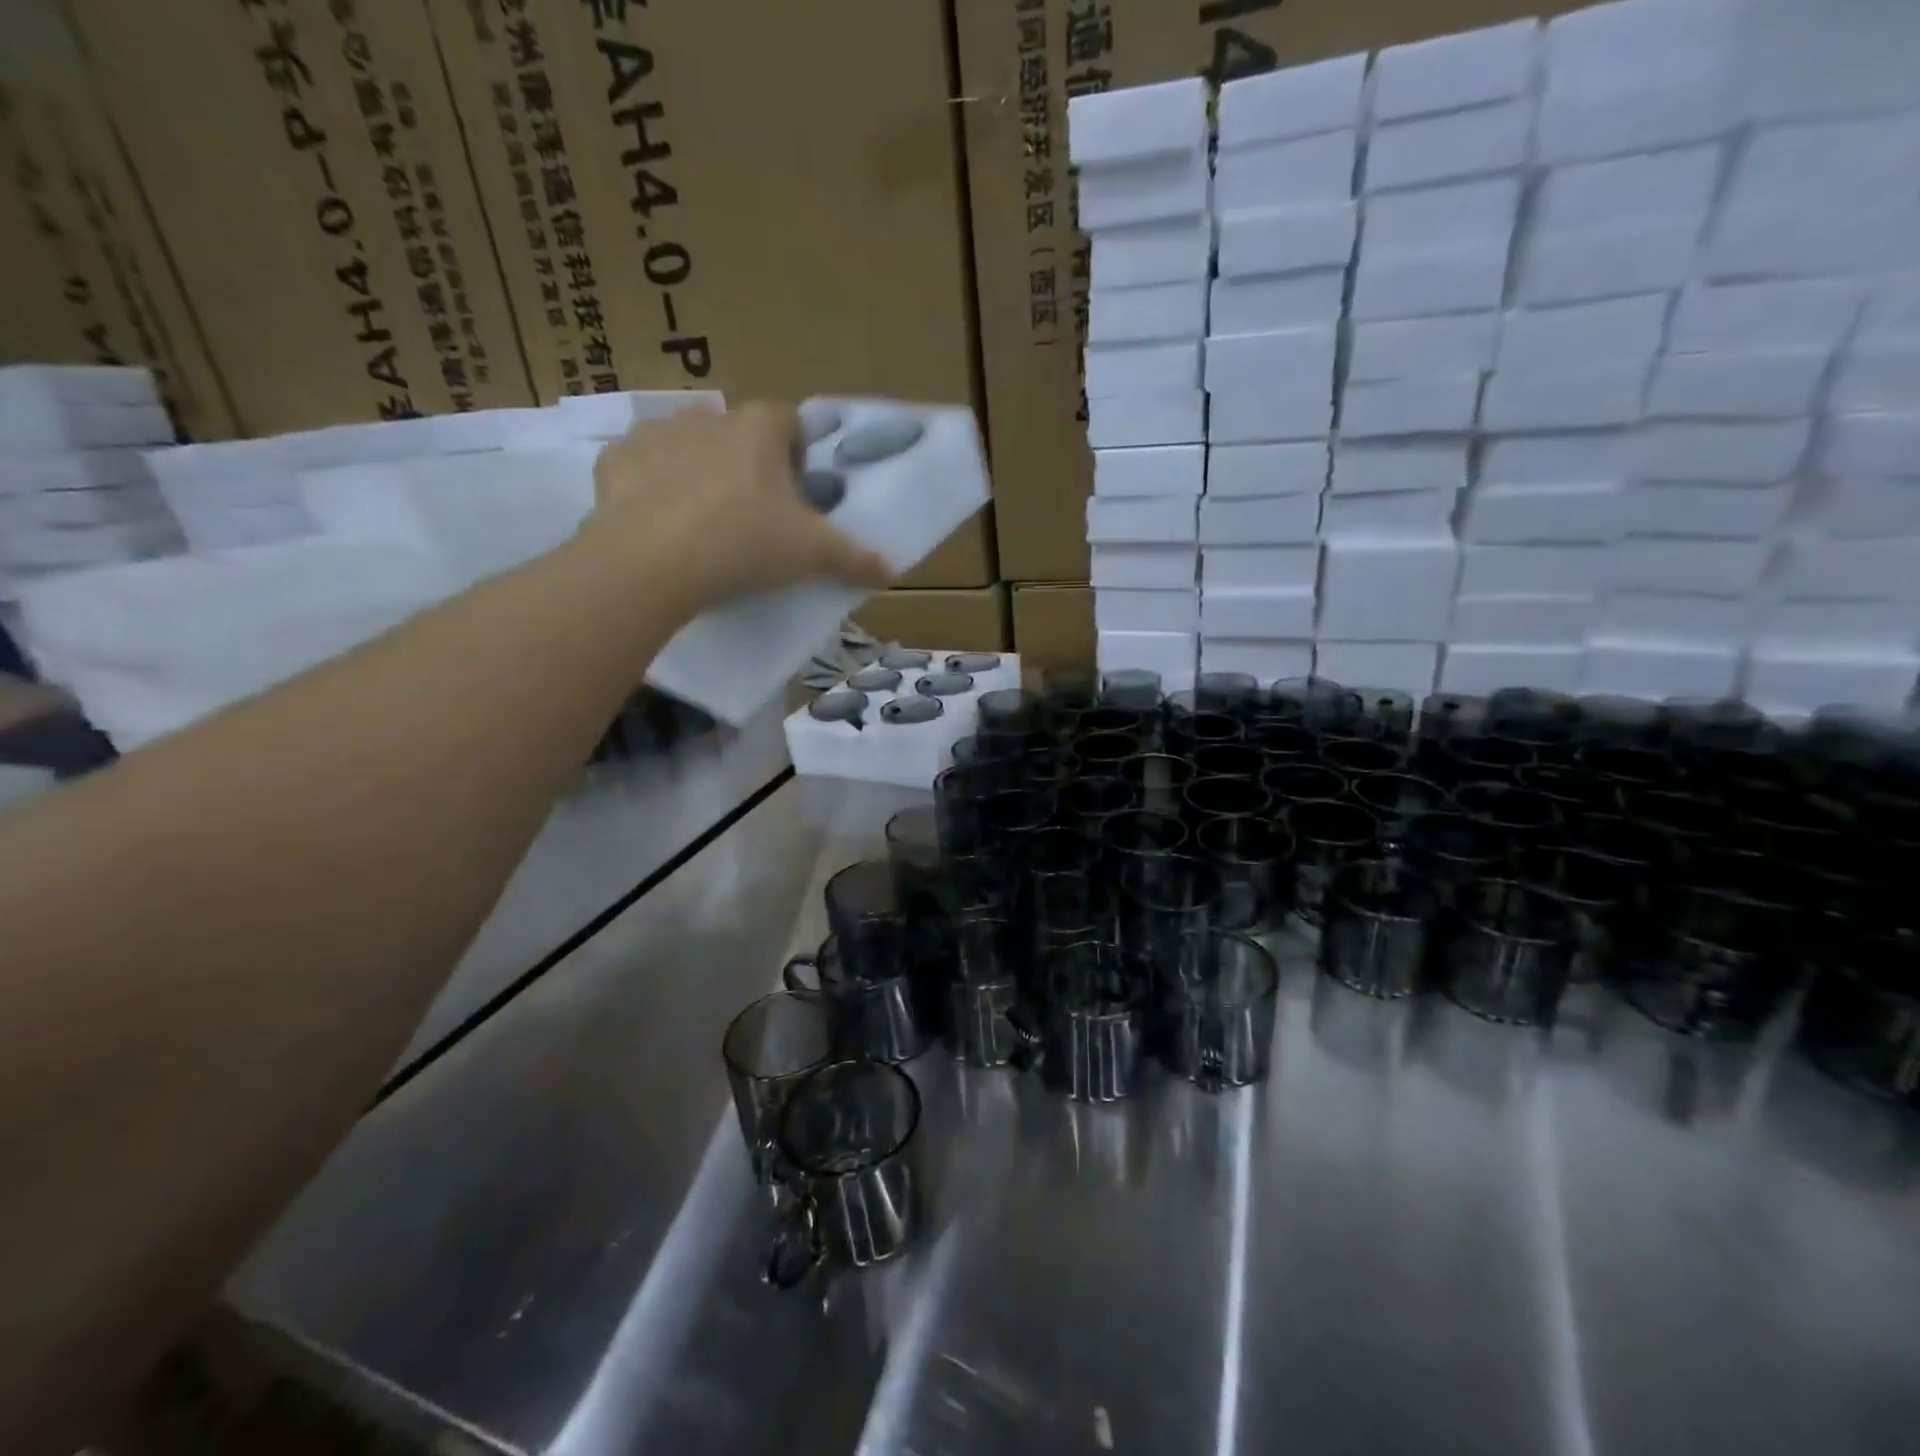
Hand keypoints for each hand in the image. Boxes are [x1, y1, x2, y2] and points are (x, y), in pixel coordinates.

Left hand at [585, 401, 893, 610]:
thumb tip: (889, 570)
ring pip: (687, 444)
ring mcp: (654, 435)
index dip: (797, 453)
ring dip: (699, 470)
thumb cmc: (746, 543)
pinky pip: (640, 467)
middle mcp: (707, 417)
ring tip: (705, 521)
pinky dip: (651, 487)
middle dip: (747, 464)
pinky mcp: (614, 462)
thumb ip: (854, 558)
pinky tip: (658, 523)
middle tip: (755, 515)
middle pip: (737, 432)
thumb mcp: (812, 555)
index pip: (788, 420)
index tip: (797, 493)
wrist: (653, 562)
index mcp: (758, 428)